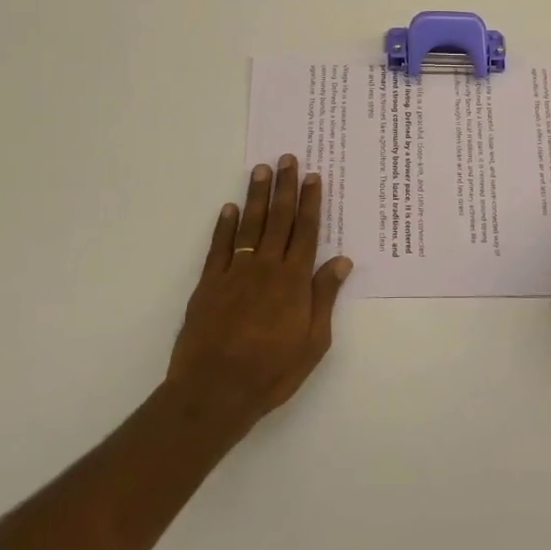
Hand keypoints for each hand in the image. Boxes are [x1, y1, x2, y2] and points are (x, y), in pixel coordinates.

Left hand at [167, 155, 352, 439]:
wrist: (215, 391)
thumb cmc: (272, 371)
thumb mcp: (314, 342)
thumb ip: (324, 297)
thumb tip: (341, 261)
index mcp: (294, 281)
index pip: (306, 232)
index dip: (311, 203)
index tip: (313, 177)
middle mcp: (266, 268)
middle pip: (279, 220)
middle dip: (285, 188)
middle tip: (287, 159)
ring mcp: (234, 273)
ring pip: (249, 225)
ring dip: (256, 197)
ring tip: (260, 170)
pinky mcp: (209, 284)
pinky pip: (219, 247)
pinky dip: (224, 226)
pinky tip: (229, 208)